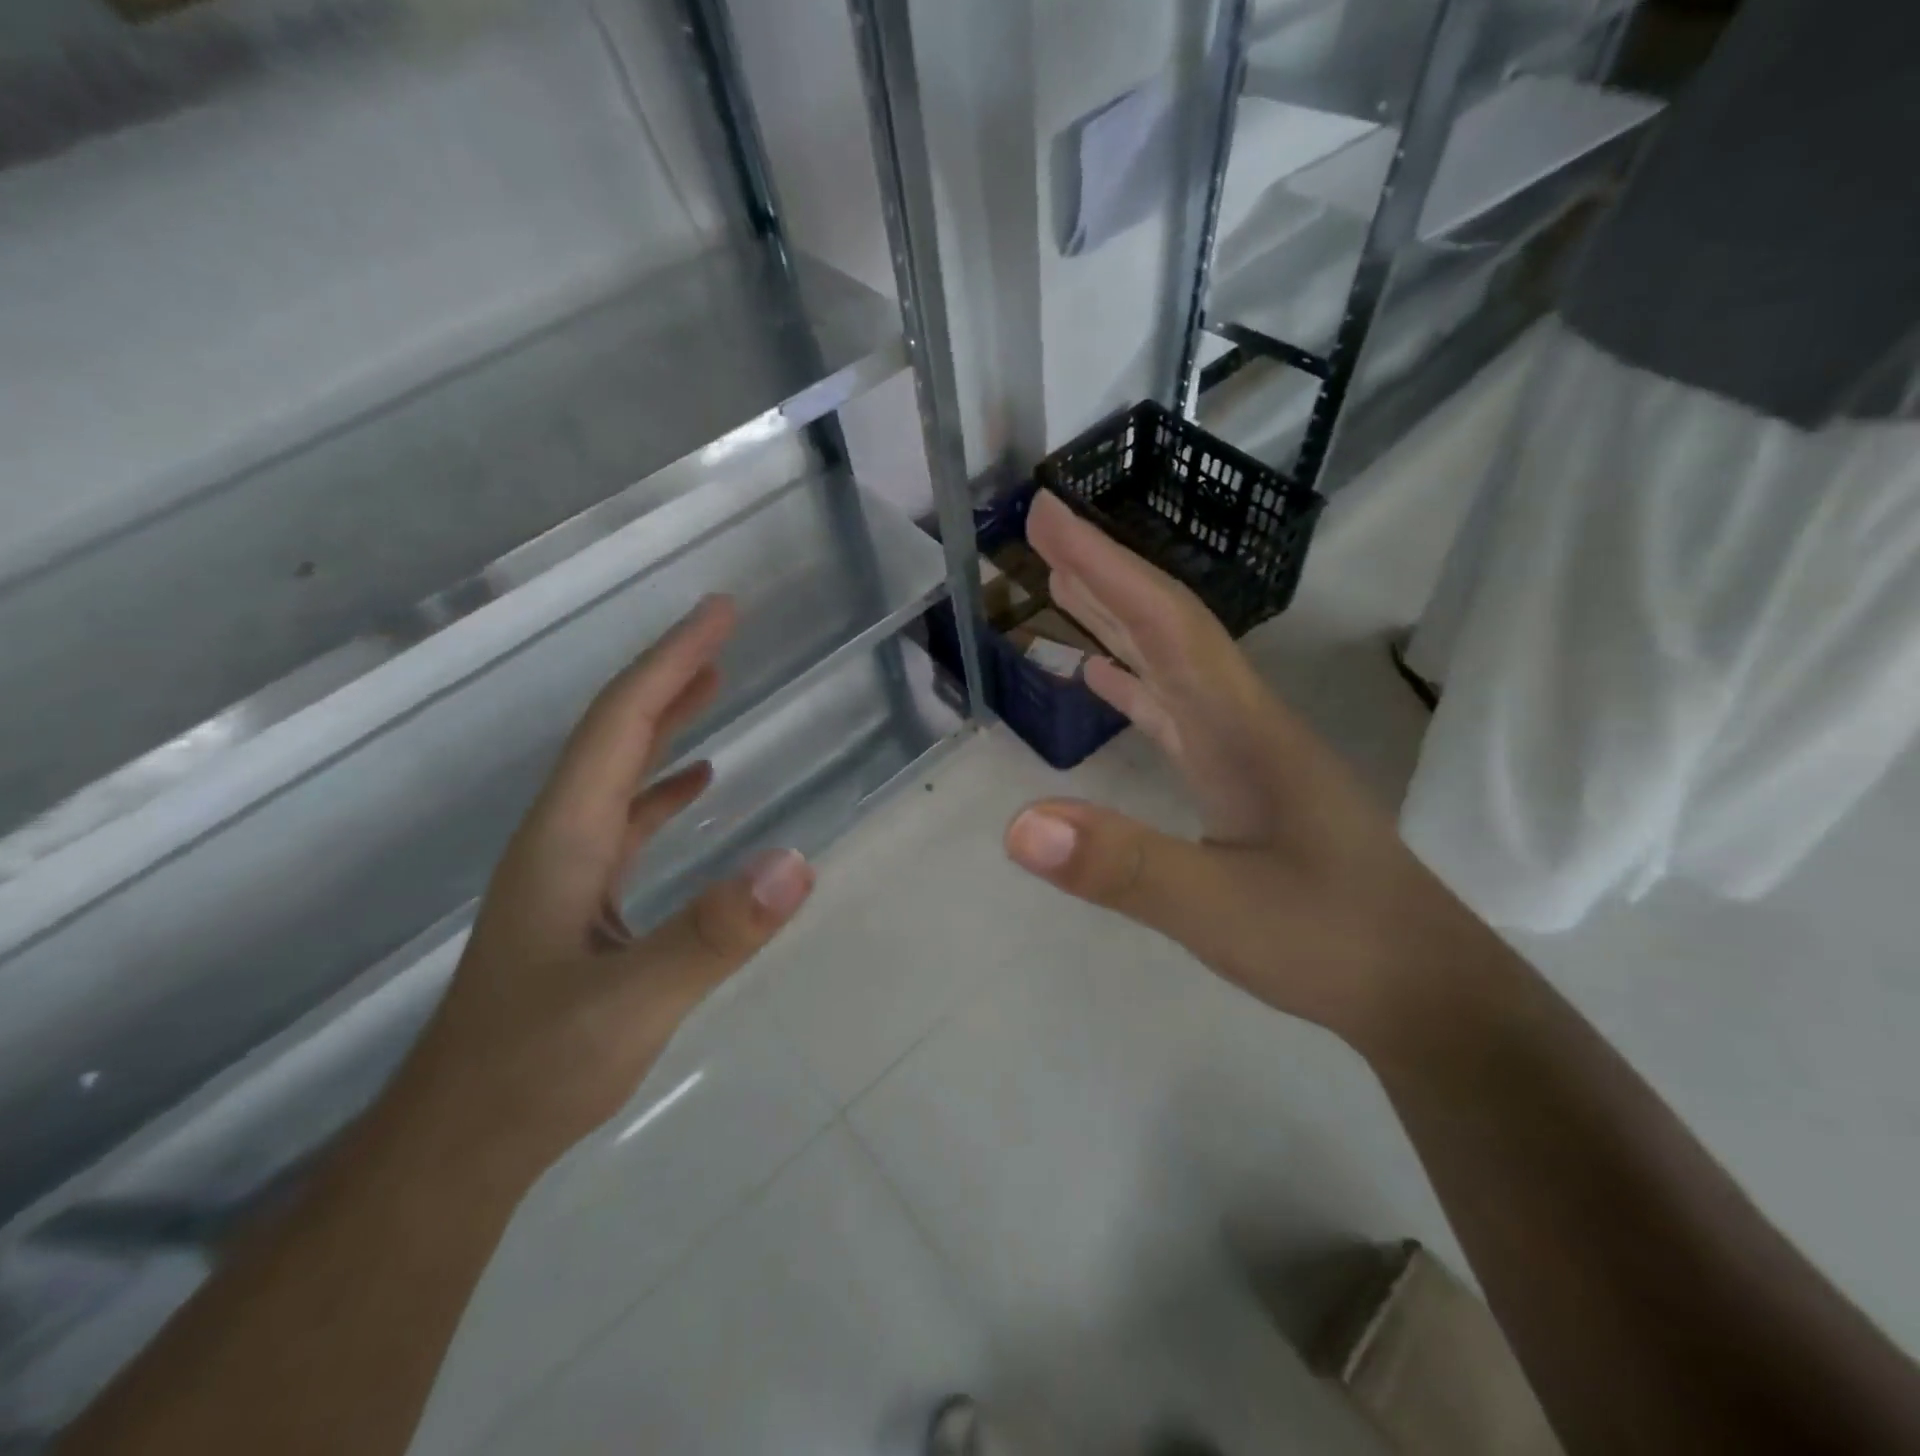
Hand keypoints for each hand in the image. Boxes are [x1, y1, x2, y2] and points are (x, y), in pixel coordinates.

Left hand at [400, 596, 814, 1168]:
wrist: (461, 1144)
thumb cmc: (532, 1069)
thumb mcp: (631, 1003)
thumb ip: (714, 933)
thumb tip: (799, 863)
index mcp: (566, 838)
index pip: (622, 724)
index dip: (672, 662)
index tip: (720, 612)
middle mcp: (561, 838)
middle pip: (617, 733)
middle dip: (671, 673)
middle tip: (723, 628)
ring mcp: (568, 870)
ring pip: (620, 771)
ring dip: (666, 720)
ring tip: (713, 682)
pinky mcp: (582, 902)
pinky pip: (629, 819)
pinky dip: (664, 786)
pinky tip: (696, 784)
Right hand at [1004, 493, 1494, 1048]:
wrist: (1422, 990)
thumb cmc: (1332, 942)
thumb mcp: (1221, 910)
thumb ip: (1122, 865)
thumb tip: (1017, 824)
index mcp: (1243, 728)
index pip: (1166, 624)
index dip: (1105, 567)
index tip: (1048, 514)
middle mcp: (1245, 722)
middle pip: (1168, 628)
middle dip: (1103, 576)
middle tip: (1042, 532)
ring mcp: (1246, 751)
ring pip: (1172, 664)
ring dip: (1116, 621)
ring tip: (1060, 588)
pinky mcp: (1242, 781)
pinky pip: (1177, 711)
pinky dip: (1134, 683)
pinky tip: (1103, 678)